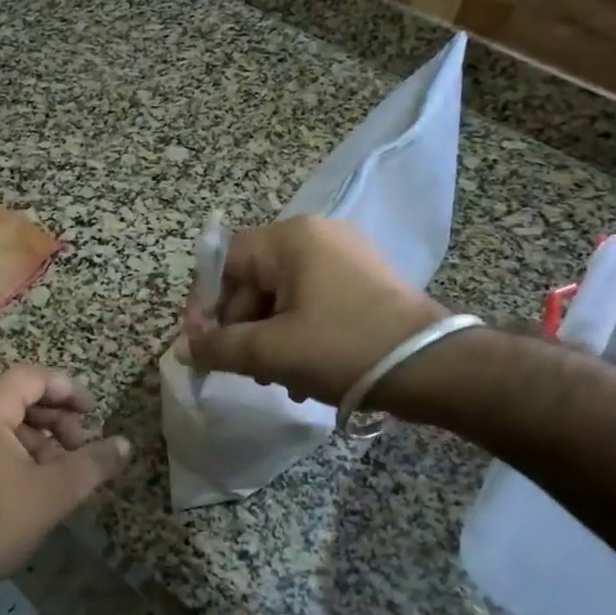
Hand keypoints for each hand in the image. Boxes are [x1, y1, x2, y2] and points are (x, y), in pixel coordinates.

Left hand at [0, 366, 129, 614]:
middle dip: (55, 418)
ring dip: (38, 438)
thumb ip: (94, 462)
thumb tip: (126, 445)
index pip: (32, 377)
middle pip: (17, 396)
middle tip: (80, 447)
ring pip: (3, 420)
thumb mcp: (55, 491)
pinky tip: (34, 480)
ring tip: (61, 470)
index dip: (68, 390)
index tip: (94, 412)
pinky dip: (15, 450)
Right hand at [185, 216, 448, 404]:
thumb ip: (218, 347)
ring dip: (270, 338)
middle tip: (244, 369)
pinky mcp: (364, 280)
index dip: (205, 304)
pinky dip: (299, 333)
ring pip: (283, 296)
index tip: (201, 344)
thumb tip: (183, 350)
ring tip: (278, 379)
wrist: (432, 367)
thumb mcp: (271, 351)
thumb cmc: (342, 348)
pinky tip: (304, 373)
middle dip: (243, 328)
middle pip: (254, 280)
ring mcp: (345, 256)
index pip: (226, 261)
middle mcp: (317, 235)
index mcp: (292, 238)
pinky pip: (312, 301)